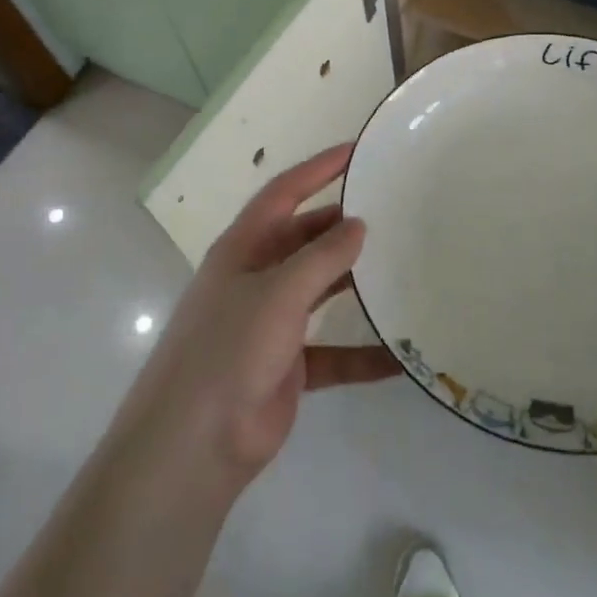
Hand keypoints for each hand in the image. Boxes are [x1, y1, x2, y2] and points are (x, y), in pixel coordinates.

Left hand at [120, 144, 398, 491]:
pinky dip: (363, 354)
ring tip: (402, 268)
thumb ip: (322, 257)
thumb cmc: (229, 349)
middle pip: (305, 239)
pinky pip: (334, 353)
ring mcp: (272, 323)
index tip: (357, 151)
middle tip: (392, 213)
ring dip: (356, 283)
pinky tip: (401, 356)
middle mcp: (257, 278)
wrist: (195, 444)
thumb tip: (358, 223)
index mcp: (243, 249)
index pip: (283, 193)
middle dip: (343, 226)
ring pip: (321, 291)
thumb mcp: (278, 293)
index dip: (318, 169)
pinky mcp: (288, 366)